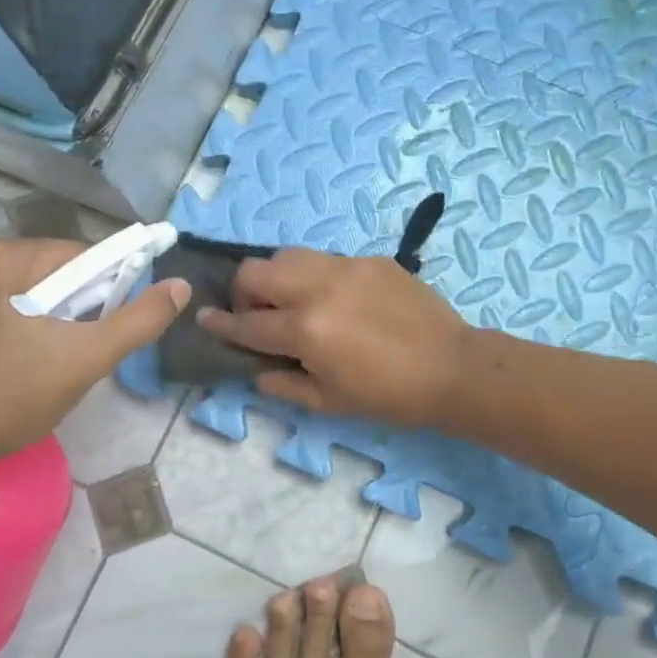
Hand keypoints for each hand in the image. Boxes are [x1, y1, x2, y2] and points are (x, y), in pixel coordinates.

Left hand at [0, 238, 189, 486]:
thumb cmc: (10, 398)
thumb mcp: (86, 359)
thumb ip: (139, 320)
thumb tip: (180, 286)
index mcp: (4, 257)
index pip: (82, 257)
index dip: (107, 291)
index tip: (107, 330)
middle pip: (54, 272)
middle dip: (77, 307)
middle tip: (79, 353)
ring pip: (29, 291)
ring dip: (51, 318)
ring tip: (51, 363)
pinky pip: (2, 306)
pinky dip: (22, 325)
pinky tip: (20, 363)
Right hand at [196, 248, 469, 428]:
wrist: (452, 367)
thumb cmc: (389, 395)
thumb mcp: (330, 402)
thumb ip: (284, 384)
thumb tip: (257, 369)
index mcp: (305, 329)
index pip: (247, 324)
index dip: (220, 325)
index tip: (203, 319)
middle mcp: (317, 288)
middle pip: (256, 271)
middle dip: (242, 292)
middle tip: (255, 314)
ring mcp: (346, 267)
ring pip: (288, 255)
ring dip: (276, 277)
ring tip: (290, 300)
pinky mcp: (370, 259)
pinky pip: (327, 259)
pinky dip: (315, 277)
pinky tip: (335, 299)